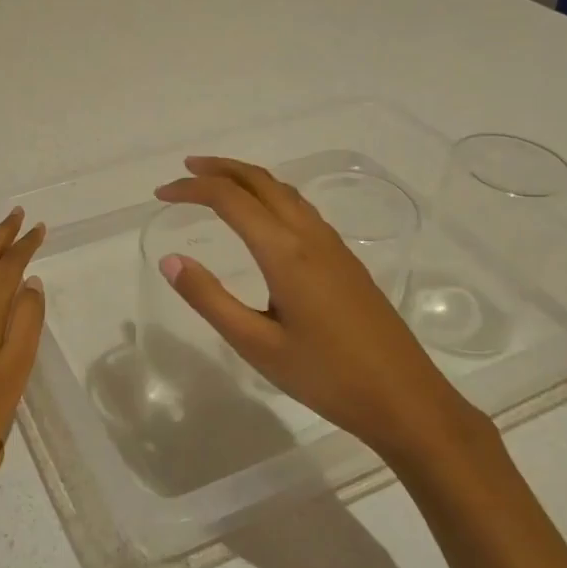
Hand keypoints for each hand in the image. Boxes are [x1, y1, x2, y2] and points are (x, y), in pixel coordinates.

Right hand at [153, 157, 482, 462]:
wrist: (405, 399)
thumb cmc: (326, 376)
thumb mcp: (257, 345)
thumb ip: (210, 299)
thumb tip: (171, 260)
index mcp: (285, 252)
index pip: (230, 199)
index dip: (191, 189)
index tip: (161, 195)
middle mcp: (309, 236)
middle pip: (260, 180)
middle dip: (219, 168)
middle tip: (184, 170)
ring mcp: (332, 245)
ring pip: (284, 191)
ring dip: (246, 178)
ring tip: (216, 183)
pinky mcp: (345, 260)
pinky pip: (300, 208)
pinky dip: (269, 195)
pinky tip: (262, 217)